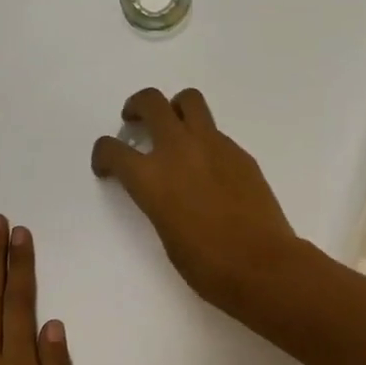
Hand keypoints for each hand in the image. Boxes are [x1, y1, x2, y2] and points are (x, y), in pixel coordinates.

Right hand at [90, 87, 298, 310]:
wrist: (262, 264)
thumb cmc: (207, 264)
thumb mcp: (165, 232)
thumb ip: (157, 198)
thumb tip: (164, 187)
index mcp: (151, 177)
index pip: (112, 149)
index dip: (103, 155)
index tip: (107, 166)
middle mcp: (178, 150)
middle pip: (151, 102)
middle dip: (137, 107)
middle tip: (135, 121)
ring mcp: (213, 145)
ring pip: (188, 100)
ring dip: (174, 108)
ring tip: (174, 128)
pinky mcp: (239, 152)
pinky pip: (215, 131)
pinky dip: (203, 139)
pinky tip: (209, 166)